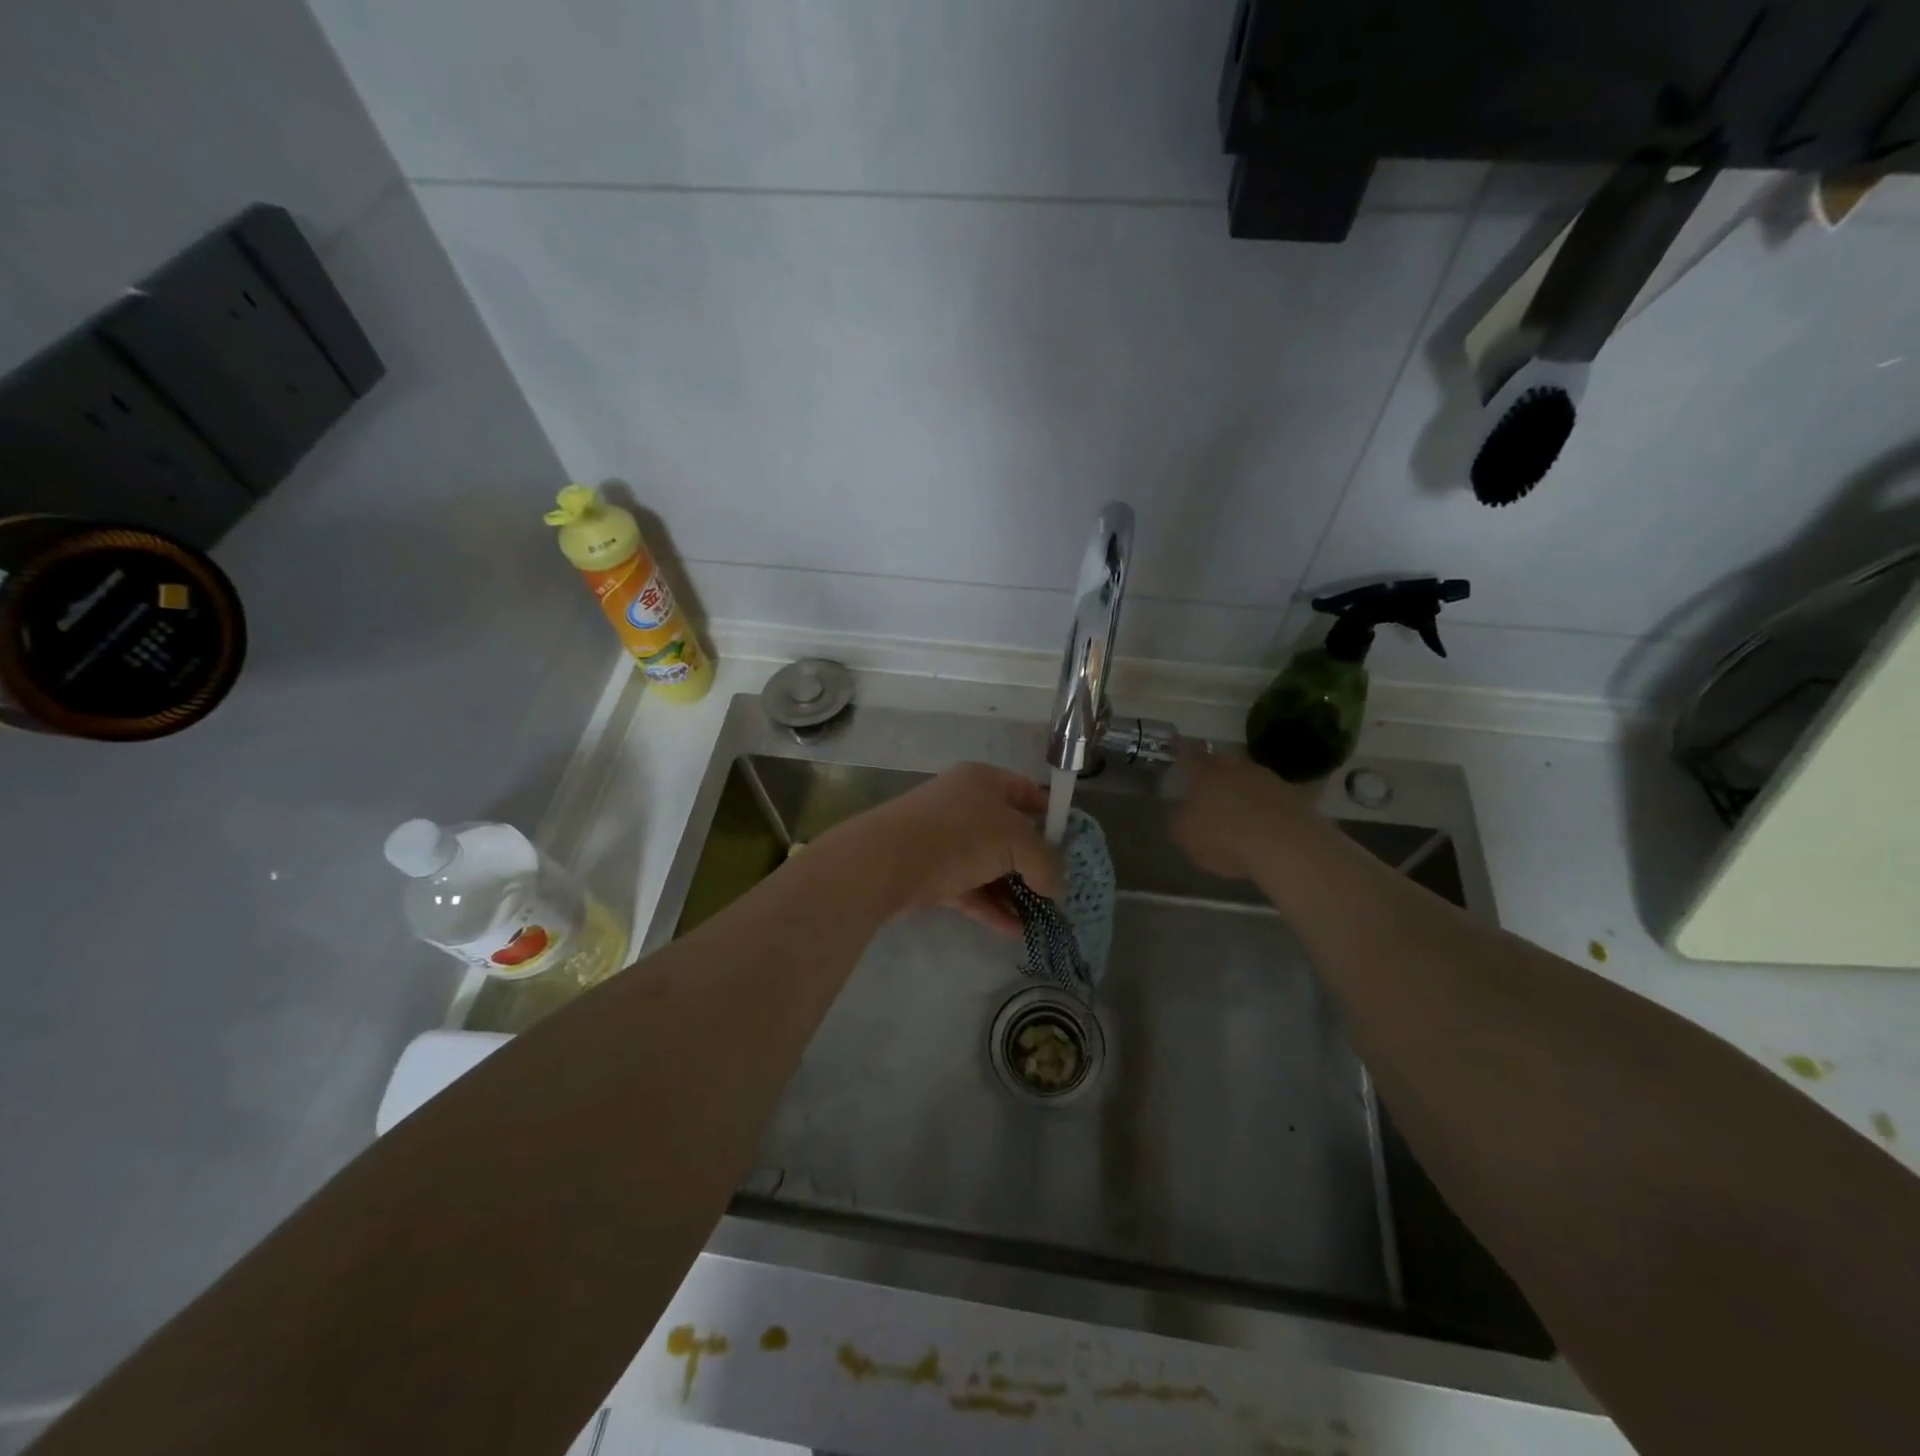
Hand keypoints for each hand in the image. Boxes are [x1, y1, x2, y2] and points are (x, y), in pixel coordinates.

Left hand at [846, 762, 1064, 935]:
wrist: (886, 861)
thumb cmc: (960, 835)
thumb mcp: (1016, 843)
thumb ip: (1045, 863)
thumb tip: (1059, 886)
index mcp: (984, 782)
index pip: (1027, 792)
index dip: (1051, 816)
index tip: (1070, 844)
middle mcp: (964, 805)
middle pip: (1008, 834)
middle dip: (1034, 864)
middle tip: (1058, 891)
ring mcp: (945, 840)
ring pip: (988, 866)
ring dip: (1015, 893)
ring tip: (1042, 920)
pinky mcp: (930, 873)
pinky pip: (970, 890)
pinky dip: (992, 908)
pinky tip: (1015, 932)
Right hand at [1171, 742, 1312, 880]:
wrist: (1287, 848)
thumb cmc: (1225, 837)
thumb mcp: (1185, 835)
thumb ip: (1179, 818)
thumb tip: (1183, 811)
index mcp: (1206, 772)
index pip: (1189, 755)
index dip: (1181, 752)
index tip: (1177, 749)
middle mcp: (1237, 767)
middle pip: (1221, 764)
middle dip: (1213, 774)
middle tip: (1206, 789)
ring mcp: (1269, 779)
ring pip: (1247, 779)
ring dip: (1241, 791)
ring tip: (1235, 813)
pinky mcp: (1294, 798)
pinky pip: (1270, 799)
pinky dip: (1263, 809)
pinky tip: (1261, 827)